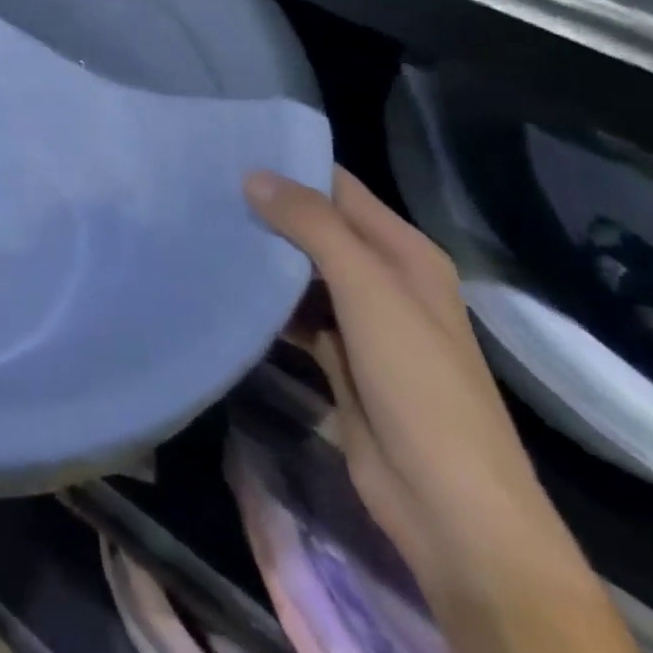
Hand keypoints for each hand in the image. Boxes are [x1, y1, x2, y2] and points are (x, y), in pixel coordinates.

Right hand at [245, 166, 640, 652]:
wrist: (450, 506)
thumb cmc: (418, 382)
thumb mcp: (368, 290)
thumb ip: (313, 226)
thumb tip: (254, 174)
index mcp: (404, 253)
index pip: (339, 188)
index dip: (291, 165)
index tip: (231, 146)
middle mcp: (384, 278)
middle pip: (317, 227)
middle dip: (267, 207)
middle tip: (203, 184)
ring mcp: (361, 320)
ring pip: (302, 269)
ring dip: (263, 253)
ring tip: (203, 223)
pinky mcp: (338, 357)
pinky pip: (295, 311)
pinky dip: (266, 298)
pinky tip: (226, 283)